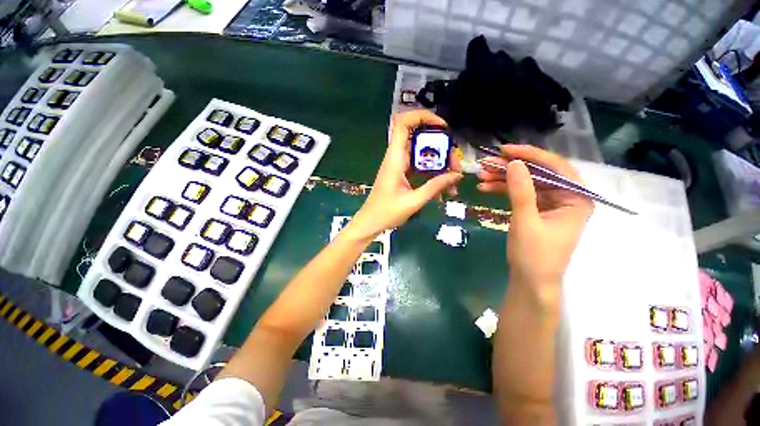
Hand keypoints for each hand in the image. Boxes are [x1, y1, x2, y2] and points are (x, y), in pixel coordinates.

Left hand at [350, 111, 462, 237]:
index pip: (403, 123)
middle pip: (420, 140)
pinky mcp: (402, 174)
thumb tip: (456, 175)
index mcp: (395, 159)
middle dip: (442, 149)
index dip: (422, 117)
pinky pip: (420, 168)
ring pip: (423, 155)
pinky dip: (433, 175)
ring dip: (440, 165)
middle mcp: (397, 158)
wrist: (370, 223)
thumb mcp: (413, 201)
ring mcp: (399, 166)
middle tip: (455, 166)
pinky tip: (443, 191)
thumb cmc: (386, 213)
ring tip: (453, 181)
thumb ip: (435, 187)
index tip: (443, 127)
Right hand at [478, 145, 592, 309]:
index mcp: (576, 199)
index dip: (529, 155)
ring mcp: (551, 204)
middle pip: (538, 174)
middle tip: (486, 165)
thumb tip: (514, 163)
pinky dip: (504, 190)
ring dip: (503, 179)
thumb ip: (521, 191)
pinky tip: (486, 188)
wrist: (530, 281)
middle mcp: (567, 197)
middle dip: (511, 168)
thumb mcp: (526, 221)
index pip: (555, 167)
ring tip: (481, 177)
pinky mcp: (537, 211)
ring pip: (527, 183)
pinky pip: (521, 194)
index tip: (505, 150)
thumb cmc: (534, 255)